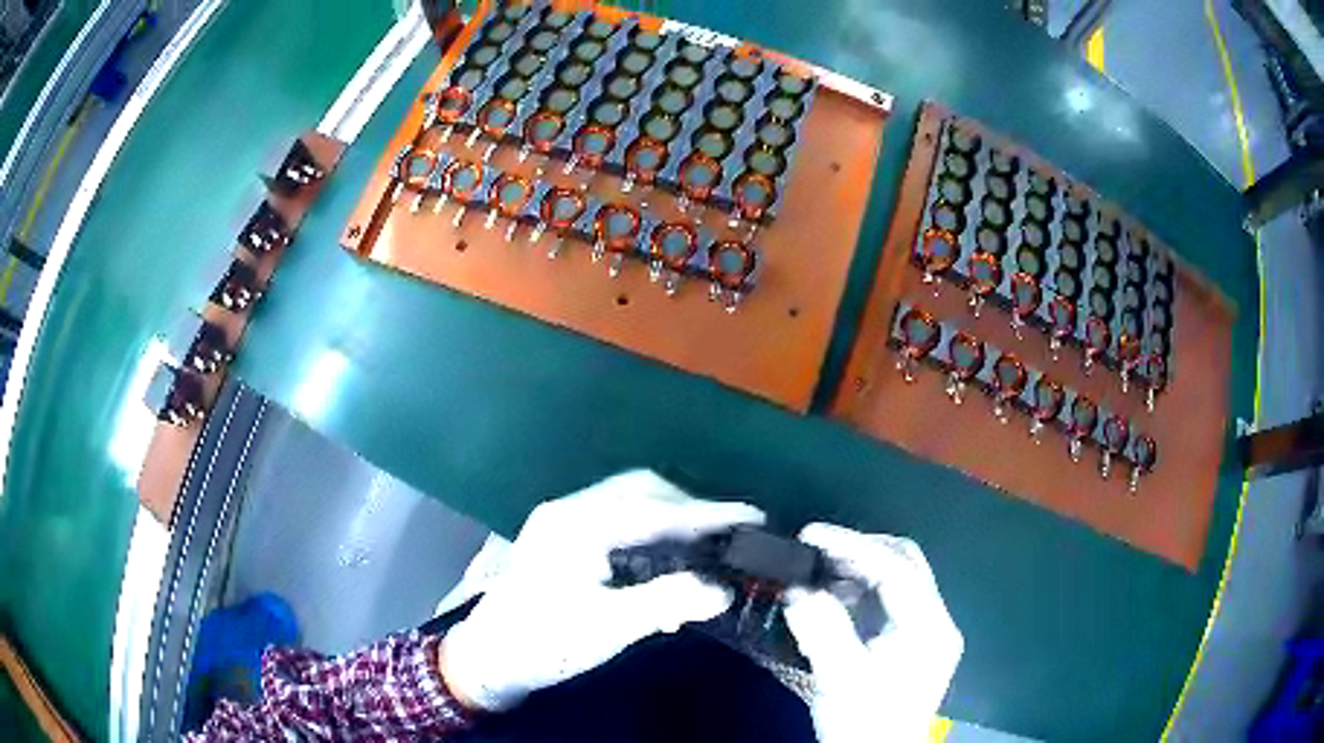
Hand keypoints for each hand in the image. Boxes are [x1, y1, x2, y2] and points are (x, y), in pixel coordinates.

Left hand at [440, 469, 764, 710]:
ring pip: (629, 500)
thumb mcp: (608, 628)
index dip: (709, 513)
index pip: (657, 510)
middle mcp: (570, 509)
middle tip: (731, 532)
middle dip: (691, 508)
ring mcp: (562, 520)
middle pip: (643, 491)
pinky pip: (616, 516)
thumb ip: (666, 602)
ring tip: (705, 541)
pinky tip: (665, 554)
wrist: (488, 657)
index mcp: (579, 525)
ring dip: (671, 515)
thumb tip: (723, 589)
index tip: (755, 515)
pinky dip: (649, 527)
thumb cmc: (545, 642)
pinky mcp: (560, 535)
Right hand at [783, 523, 962, 742]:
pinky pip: (890, 601)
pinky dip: (861, 591)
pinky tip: (833, 600)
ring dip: (859, 570)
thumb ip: (821, 628)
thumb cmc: (864, 722)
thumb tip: (796, 586)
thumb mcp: (840, 677)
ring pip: (898, 580)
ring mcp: (927, 631)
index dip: (853, 545)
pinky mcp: (913, 643)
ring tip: (818, 573)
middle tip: (816, 551)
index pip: (897, 568)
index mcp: (929, 627)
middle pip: (905, 564)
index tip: (811, 535)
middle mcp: (936, 621)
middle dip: (860, 550)